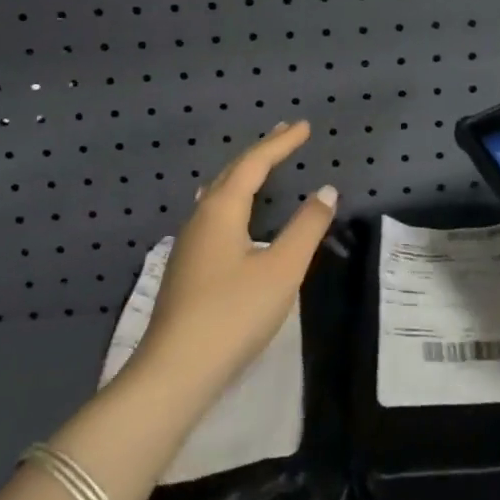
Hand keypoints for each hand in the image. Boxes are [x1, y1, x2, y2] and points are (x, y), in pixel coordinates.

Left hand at [129, 121, 337, 404]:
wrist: (173, 373)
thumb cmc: (232, 315)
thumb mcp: (281, 270)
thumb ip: (306, 228)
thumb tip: (326, 190)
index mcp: (221, 209)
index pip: (254, 163)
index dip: (280, 143)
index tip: (303, 126)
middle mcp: (200, 217)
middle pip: (231, 172)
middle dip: (260, 152)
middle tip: (283, 134)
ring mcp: (188, 243)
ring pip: (217, 193)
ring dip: (243, 174)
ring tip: (259, 165)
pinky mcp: (185, 268)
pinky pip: (212, 214)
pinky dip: (232, 198)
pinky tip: (231, 214)